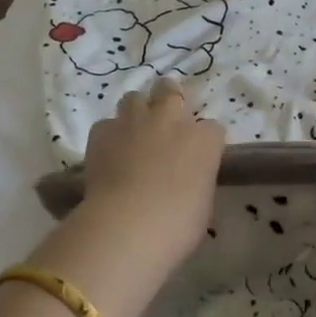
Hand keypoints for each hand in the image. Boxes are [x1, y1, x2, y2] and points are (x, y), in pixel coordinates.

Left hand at [76, 79, 225, 263]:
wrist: (127, 226)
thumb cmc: (177, 225)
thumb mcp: (203, 203)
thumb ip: (197, 179)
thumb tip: (188, 179)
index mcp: (204, 140)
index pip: (213, 128)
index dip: (205, 142)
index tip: (199, 157)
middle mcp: (171, 119)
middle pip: (171, 90)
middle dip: (169, 99)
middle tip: (166, 122)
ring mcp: (135, 122)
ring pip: (135, 98)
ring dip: (137, 111)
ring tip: (135, 132)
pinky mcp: (103, 132)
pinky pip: (107, 124)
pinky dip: (110, 135)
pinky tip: (110, 152)